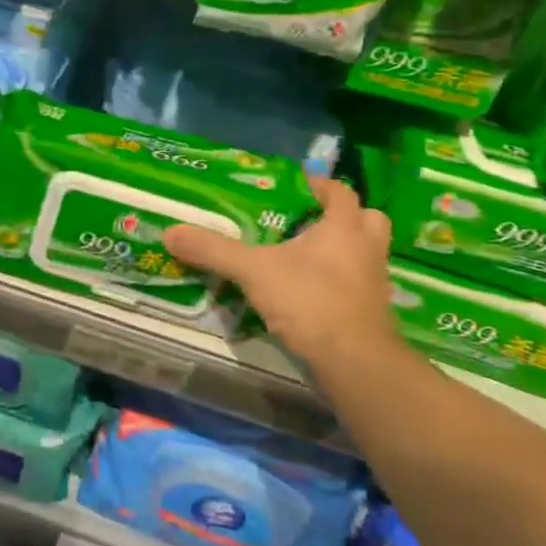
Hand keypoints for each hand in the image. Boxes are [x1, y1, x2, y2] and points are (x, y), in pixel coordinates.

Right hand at [164, 176, 396, 384]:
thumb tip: (171, 233)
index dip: (320, 185)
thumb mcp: (252, 270)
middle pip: (367, 219)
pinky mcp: (372, 313)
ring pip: (366, 254)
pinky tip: (310, 292)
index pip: (340, 192)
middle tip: (309, 222)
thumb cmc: (310, 300)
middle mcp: (366, 249)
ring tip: (306, 256)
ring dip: (344, 251)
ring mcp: (374, 283)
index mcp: (344, 227)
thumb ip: (213, 250)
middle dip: (343, 217)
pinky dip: (339, 283)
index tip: (298, 185)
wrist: (353, 361)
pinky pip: (358, 285)